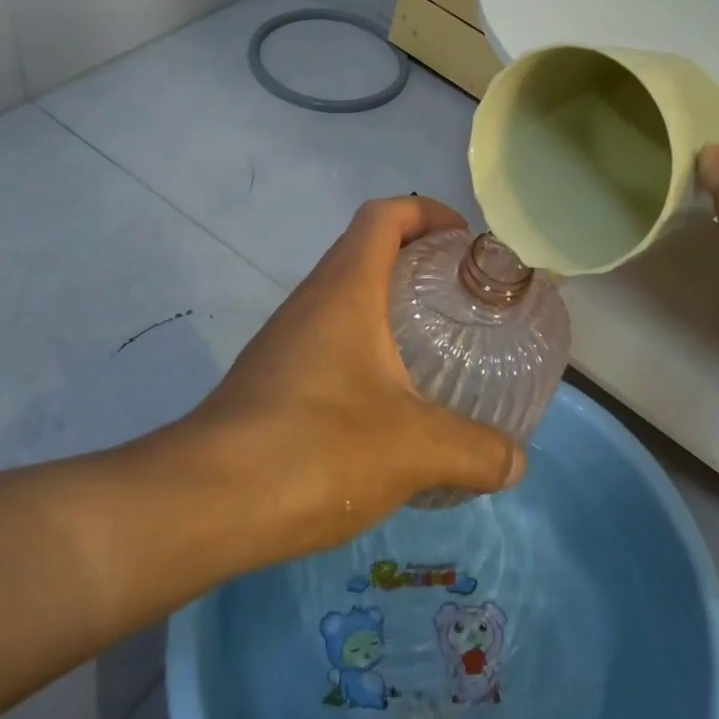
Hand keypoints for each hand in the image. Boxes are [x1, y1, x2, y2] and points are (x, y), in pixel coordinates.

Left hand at [164, 197, 523, 563]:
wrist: (201, 505)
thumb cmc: (314, 448)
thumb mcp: (414, 449)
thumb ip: (476, 452)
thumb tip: (517, 462)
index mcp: (346, 288)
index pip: (385, 215)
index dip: (428, 213)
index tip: (466, 242)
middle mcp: (312, 300)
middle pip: (367, 250)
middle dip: (419, 261)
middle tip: (464, 298)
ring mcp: (286, 340)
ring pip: (346, 298)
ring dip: (391, 307)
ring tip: (436, 348)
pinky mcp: (272, 379)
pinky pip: (329, 340)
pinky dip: (367, 349)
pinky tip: (390, 404)